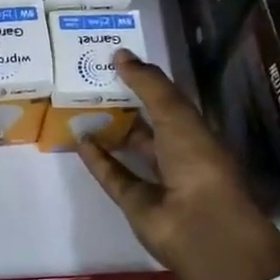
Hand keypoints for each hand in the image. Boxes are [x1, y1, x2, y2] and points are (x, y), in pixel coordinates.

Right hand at [76, 50, 279, 279]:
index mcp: (196, 131)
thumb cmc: (197, 161)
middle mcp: (178, 154)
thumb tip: (119, 53)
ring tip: (79, 106)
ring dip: (108, 130)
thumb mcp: (175, 113)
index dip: (146, 82)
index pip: (168, 101)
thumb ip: (148, 84)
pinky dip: (96, 159)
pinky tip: (78, 138)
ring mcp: (156, 180)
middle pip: (148, 124)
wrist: (200, 225)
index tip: (117, 62)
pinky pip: (113, 175)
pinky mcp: (135, 202)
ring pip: (129, 149)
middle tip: (91, 80)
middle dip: (124, 104)